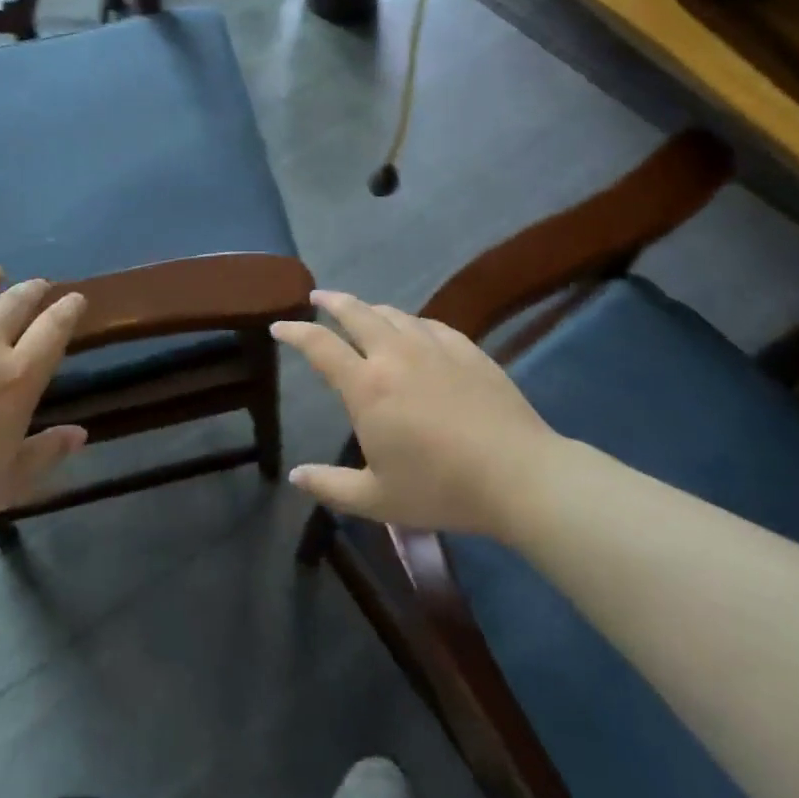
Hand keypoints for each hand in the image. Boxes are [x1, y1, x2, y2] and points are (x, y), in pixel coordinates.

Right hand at [273, 290, 567, 538]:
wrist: (519, 475)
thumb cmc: (441, 489)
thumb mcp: (377, 500)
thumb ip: (330, 486)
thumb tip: (296, 476)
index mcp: (367, 386)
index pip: (320, 346)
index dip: (295, 332)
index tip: (279, 326)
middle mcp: (396, 355)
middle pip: (356, 314)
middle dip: (332, 302)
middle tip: (318, 297)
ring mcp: (435, 347)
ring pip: (394, 314)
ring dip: (370, 309)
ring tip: (363, 313)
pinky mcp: (468, 350)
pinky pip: (430, 324)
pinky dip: (411, 322)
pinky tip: (414, 329)